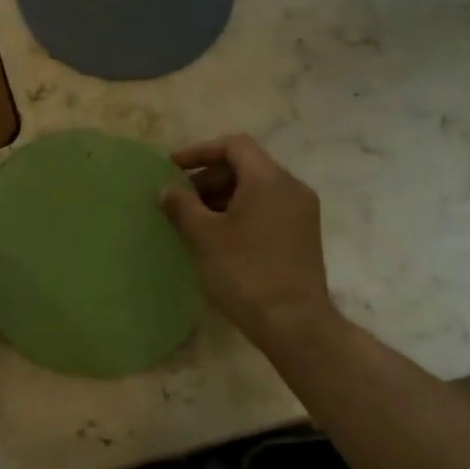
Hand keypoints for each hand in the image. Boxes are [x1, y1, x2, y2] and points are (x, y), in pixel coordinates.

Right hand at [158, 135, 338, 349]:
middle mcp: (291, 188)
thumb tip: (165, 189)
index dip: (200, 151)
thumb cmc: (244, 272)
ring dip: (223, 196)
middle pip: (246, 165)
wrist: (294, 323)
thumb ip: (181, 206)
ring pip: (257, 188)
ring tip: (195, 220)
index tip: (172, 168)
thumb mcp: (203, 236)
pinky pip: (268, 208)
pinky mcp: (304, 235)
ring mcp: (302, 212)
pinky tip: (220, 237)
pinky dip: (241, 211)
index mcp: (269, 179)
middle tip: (180, 199)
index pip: (234, 146)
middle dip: (209, 177)